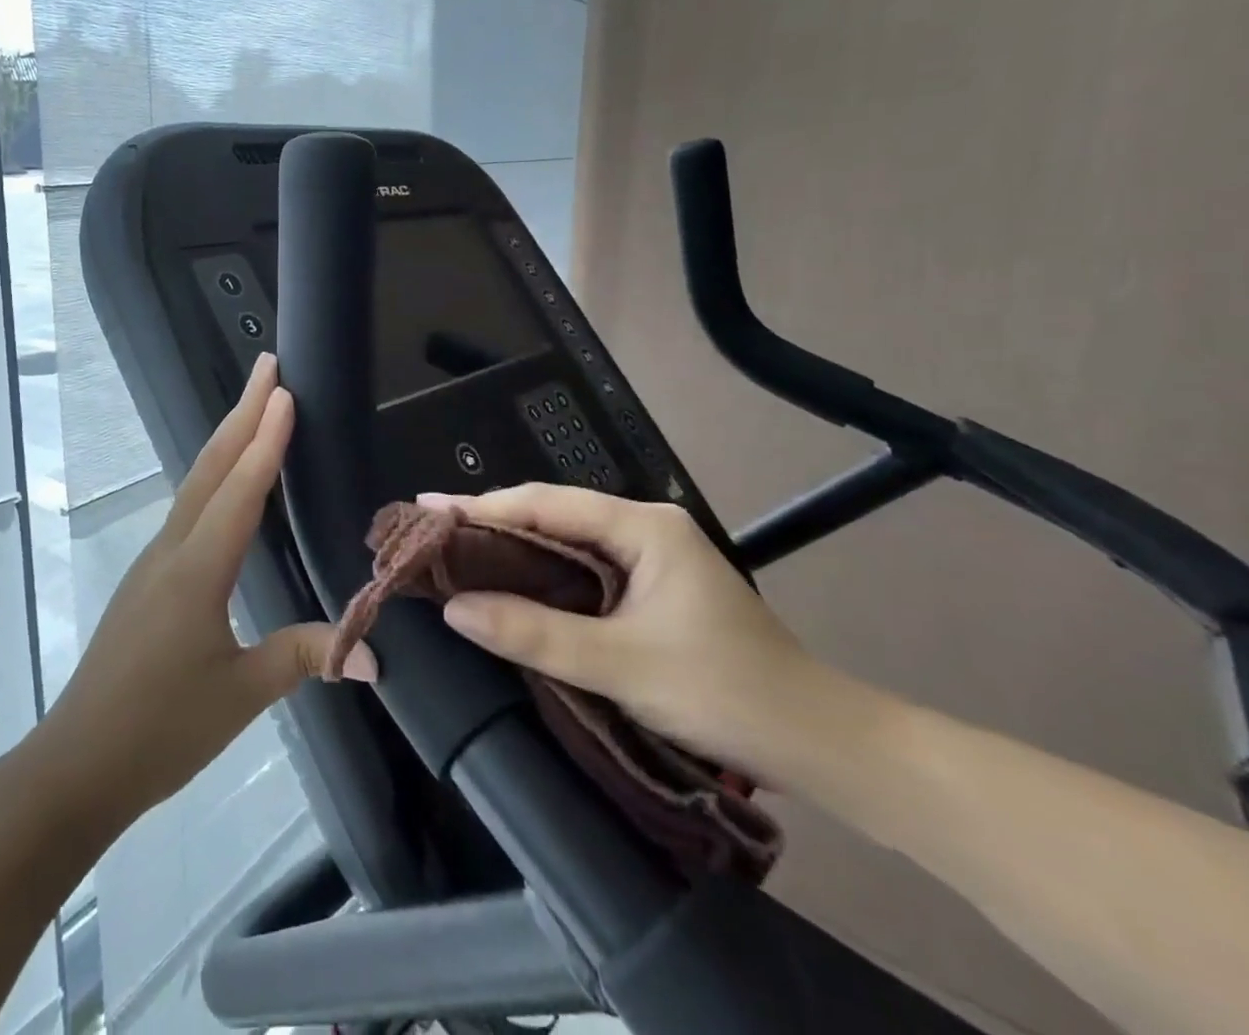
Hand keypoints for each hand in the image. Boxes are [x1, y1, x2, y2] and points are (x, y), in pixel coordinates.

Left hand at [39, 353, 375, 828]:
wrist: (77, 764)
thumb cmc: (160, 730)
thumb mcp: (240, 695)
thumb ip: (304, 658)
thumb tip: (374, 653)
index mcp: (196, 570)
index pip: (239, 491)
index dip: (266, 440)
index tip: (285, 393)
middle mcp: (172, 550)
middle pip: (211, 468)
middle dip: (242, 413)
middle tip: (268, 367)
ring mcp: (155, 561)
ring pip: (195, 483)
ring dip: (226, 439)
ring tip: (254, 407)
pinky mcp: (149, 578)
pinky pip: (188, 509)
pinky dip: (213, 476)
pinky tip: (225, 481)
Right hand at [426, 484, 822, 780]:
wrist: (821, 744)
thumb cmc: (726, 693)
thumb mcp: (622, 664)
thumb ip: (536, 633)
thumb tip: (455, 610)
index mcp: (644, 526)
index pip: (546, 503)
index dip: (483, 506)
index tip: (427, 510)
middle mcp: (645, 527)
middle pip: (553, 514)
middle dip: (492, 522)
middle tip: (431, 533)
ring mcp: (651, 556)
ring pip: (566, 541)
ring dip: (513, 548)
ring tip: (455, 552)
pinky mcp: (651, 586)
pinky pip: (582, 568)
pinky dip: (541, 573)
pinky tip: (509, 582)